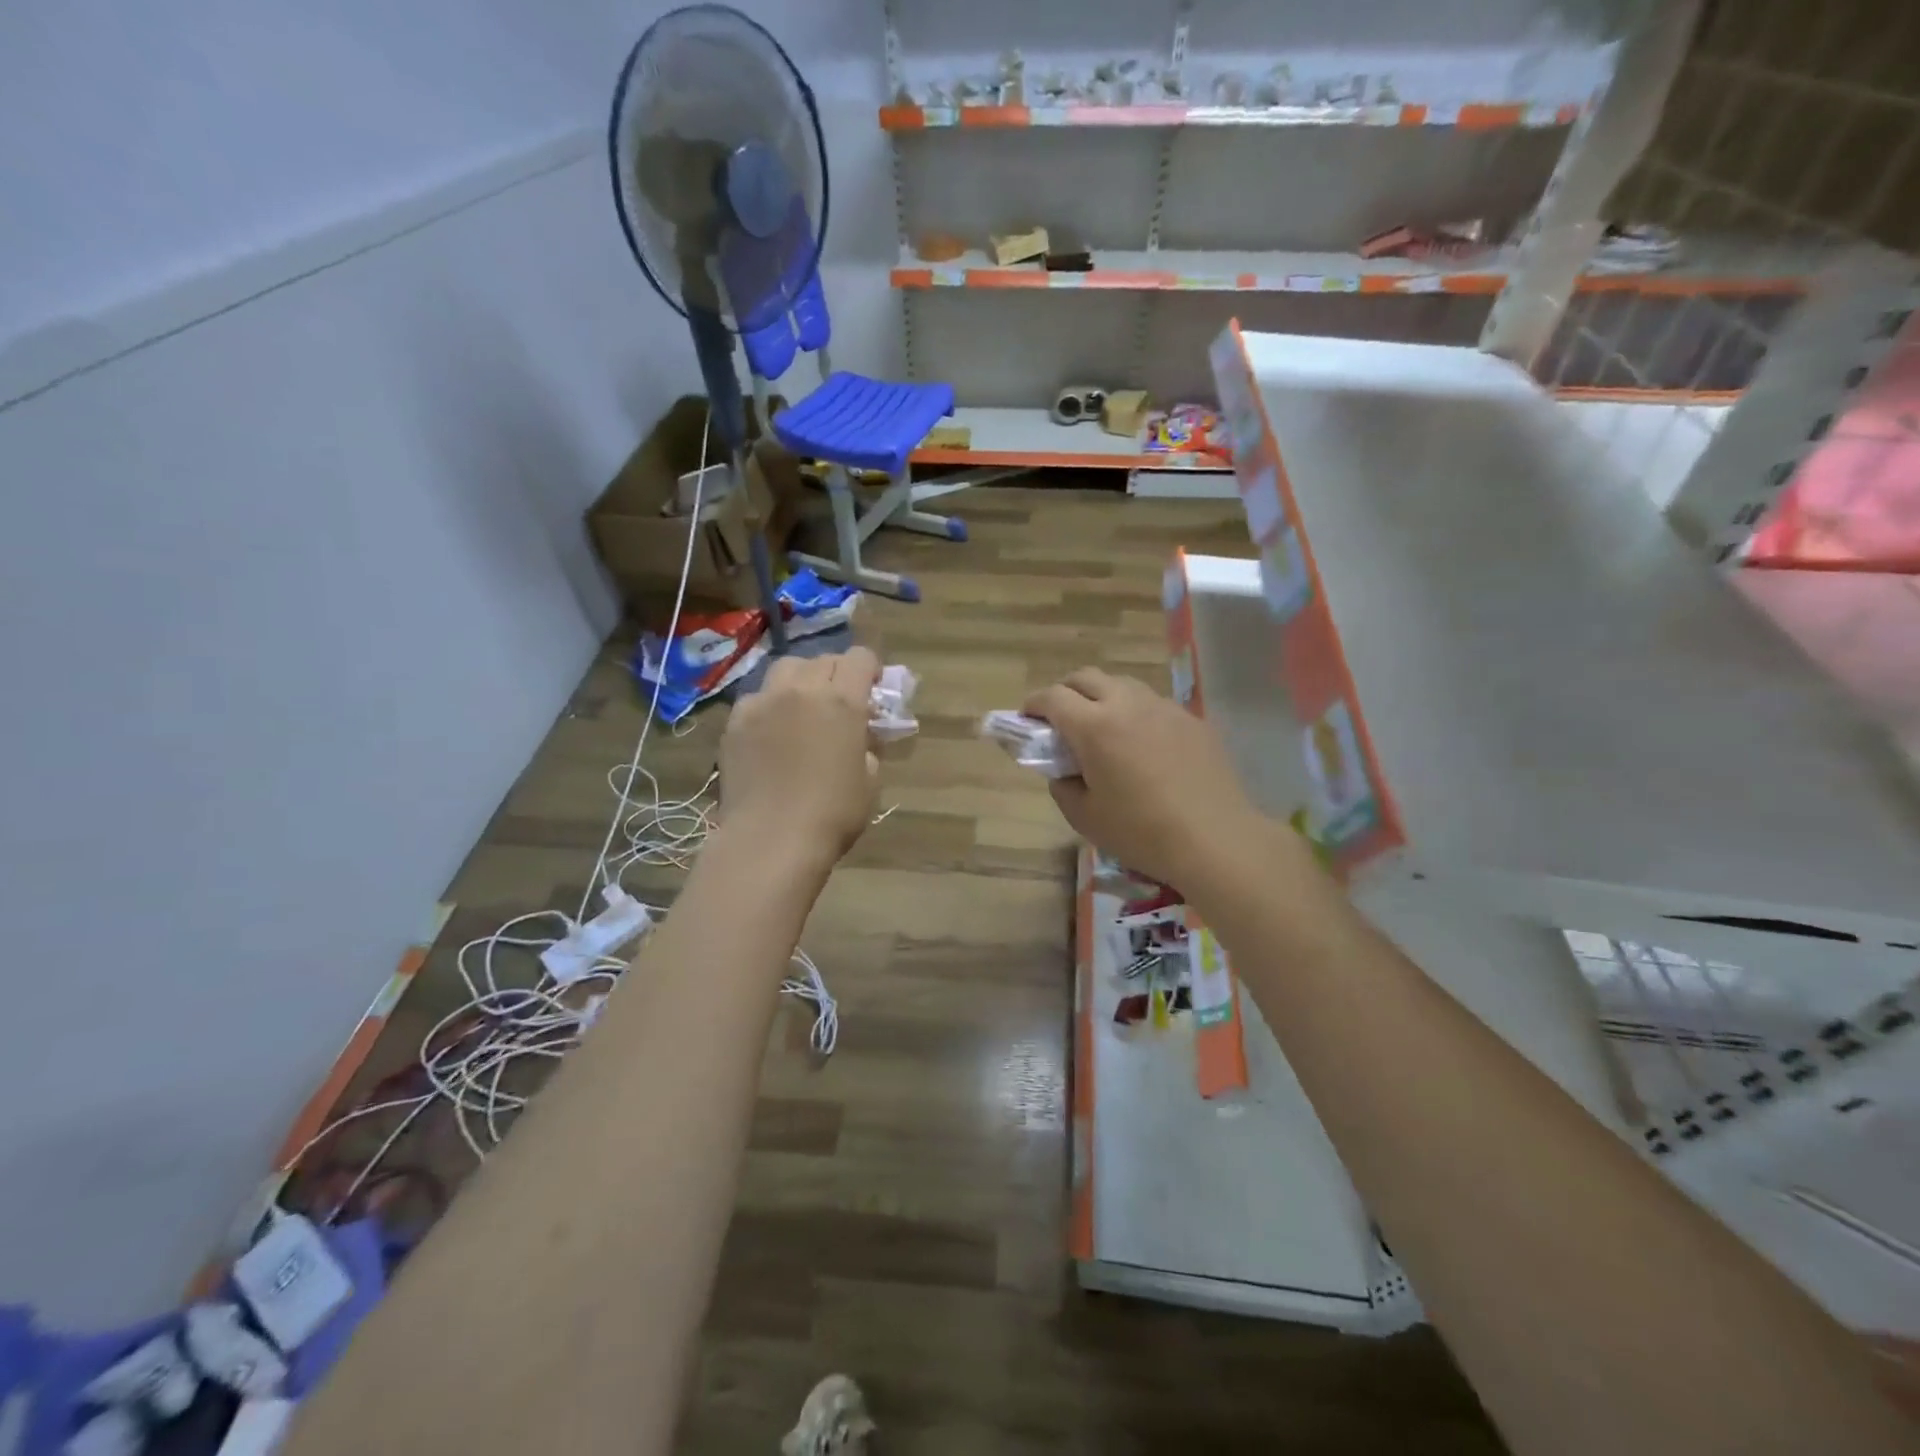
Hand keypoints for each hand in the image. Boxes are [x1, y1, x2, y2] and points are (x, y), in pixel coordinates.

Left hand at [718, 647, 880, 878]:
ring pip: (785, 669)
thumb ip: (867, 746)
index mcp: (843, 700)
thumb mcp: (870, 780)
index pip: (860, 658)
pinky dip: (770, 704)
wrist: (771, 839)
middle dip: (837, 673)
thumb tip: (859, 737)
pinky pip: (757, 697)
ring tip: (802, 706)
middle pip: (822, 660)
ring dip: (801, 680)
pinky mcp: (735, 721)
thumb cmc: (833, 814)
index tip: (873, 688)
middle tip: (839, 701)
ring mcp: (763, 702)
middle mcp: (802, 689)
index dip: (871, 669)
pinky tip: (771, 731)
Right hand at [1025, 668, 1264, 891]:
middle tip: (1060, 719)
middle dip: (1065, 691)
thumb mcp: (1085, 817)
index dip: (1034, 705)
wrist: (1216, 840)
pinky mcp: (1192, 720)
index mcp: (1094, 727)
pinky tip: (1143, 745)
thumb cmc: (1142, 832)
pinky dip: (1136, 713)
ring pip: (1123, 685)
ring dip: (1103, 697)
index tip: (1027, 719)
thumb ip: (1063, 786)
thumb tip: (1064, 770)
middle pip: (1086, 677)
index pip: (1053, 697)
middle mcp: (1128, 704)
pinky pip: (1154, 704)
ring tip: (1103, 728)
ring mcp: (1164, 708)